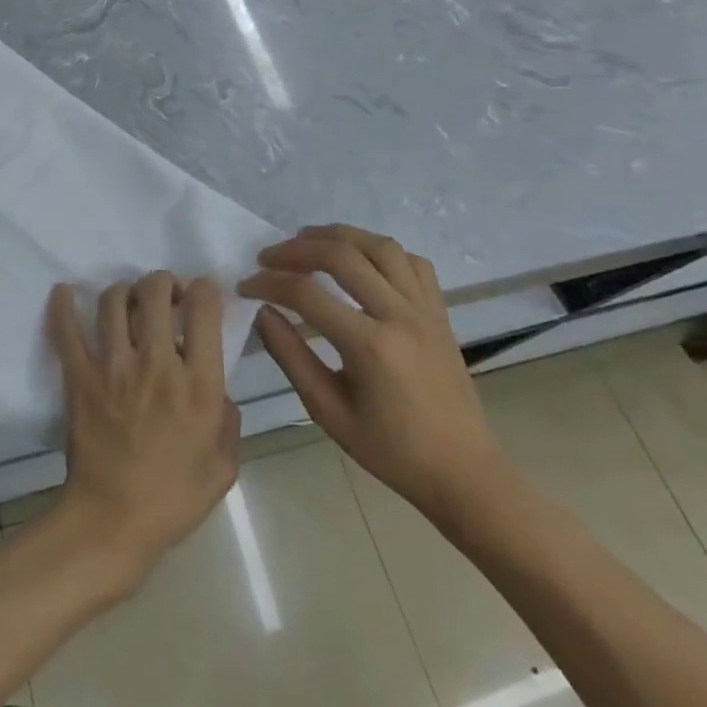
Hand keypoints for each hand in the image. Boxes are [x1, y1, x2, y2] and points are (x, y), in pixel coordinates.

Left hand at [46, 272, 240, 591]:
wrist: (113, 522)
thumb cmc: (174, 499)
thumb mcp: (223, 466)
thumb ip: (227, 419)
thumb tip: (217, 389)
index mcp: (198, 384)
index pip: (204, 309)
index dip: (205, 289)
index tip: (201, 295)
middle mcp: (157, 364)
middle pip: (156, 292)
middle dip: (163, 282)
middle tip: (164, 295)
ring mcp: (113, 367)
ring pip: (114, 301)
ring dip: (125, 292)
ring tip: (129, 301)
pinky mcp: (80, 377)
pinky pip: (67, 331)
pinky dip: (63, 306)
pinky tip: (64, 292)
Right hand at [240, 226, 505, 519]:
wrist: (462, 470)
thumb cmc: (390, 449)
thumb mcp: (328, 411)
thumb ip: (291, 357)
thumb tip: (263, 313)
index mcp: (370, 346)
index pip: (307, 294)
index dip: (268, 283)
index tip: (245, 285)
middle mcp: (400, 315)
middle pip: (342, 255)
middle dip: (297, 249)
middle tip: (268, 257)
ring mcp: (425, 309)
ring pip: (380, 246)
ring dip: (338, 236)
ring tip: (308, 241)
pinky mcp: (439, 311)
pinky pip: (411, 262)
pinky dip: (380, 251)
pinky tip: (360, 261)